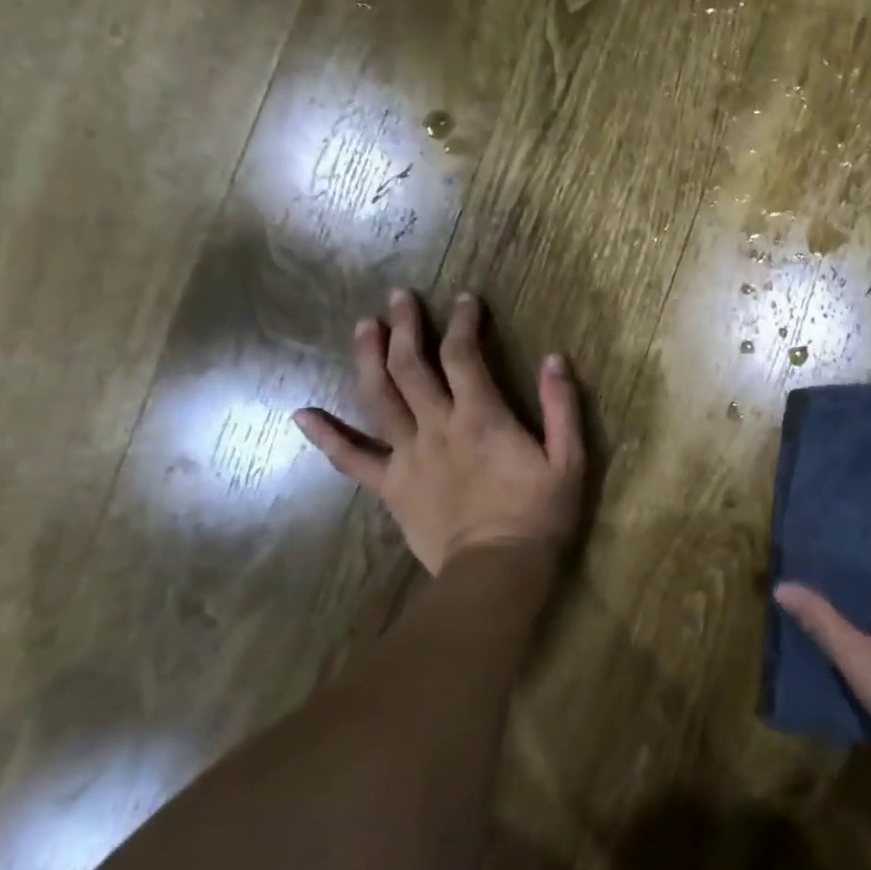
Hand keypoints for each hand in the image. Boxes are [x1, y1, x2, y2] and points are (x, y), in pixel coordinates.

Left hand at [292, 290, 585, 574]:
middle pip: (410, 365)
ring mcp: (407, 456)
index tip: (464, 299)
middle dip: (404, 326)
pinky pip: (351, 460)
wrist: (497, 572)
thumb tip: (555, 358)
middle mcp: (436, 426)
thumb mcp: (568, 460)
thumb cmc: (538, 515)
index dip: (462, 322)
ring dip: (367, 358)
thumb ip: (562, 407)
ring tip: (363, 328)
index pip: (463, 354)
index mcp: (480, 416)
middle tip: (399, 297)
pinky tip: (302, 415)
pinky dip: (326, 436)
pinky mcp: (390, 486)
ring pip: (378, 398)